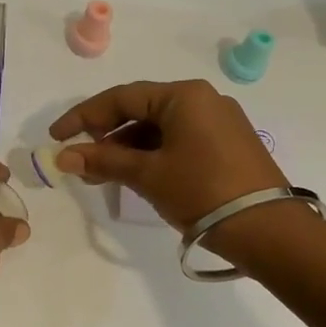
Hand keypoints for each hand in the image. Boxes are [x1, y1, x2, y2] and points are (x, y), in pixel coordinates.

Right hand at [48, 80, 287, 233]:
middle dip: (105, 136)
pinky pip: (177, 141)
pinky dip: (151, 156)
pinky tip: (134, 178)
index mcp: (184, 95)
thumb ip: (103, 160)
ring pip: (158, 129)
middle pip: (140, 111)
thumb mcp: (147, 174)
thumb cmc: (202, 191)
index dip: (83, 117)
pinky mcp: (226, 146)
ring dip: (126, 150)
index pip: (121, 98)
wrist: (269, 231)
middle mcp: (203, 100)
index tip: (56, 137)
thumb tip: (64, 157)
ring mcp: (218, 123)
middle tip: (79, 161)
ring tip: (101, 177)